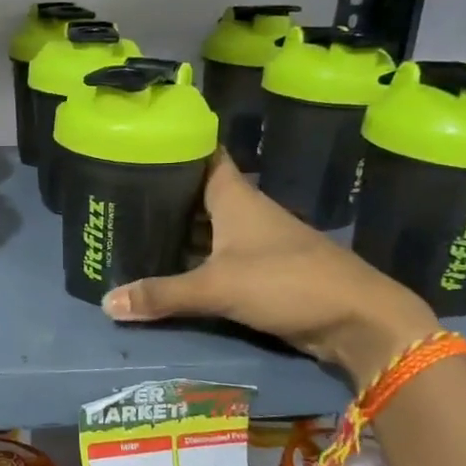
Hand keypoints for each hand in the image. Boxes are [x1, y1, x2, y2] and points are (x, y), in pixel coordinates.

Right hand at [102, 152, 439, 388]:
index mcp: (235, 197)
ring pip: (207, 227)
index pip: (203, 156)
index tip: (140, 145)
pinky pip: (217, 256)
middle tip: (118, 196)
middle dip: (163, 194)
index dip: (175, 146)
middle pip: (197, 194)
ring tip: (132, 230)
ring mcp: (255, 242)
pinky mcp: (261, 271)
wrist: (358, 320)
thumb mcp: (217, 287)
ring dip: (177, 230)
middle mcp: (244, 212)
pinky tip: (166, 267)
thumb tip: (107, 303)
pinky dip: (193, 259)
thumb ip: (162, 295)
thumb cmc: (285, 282)